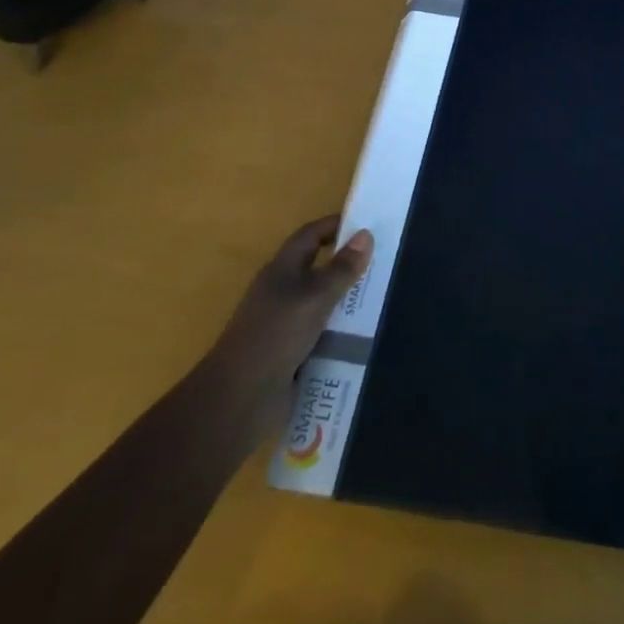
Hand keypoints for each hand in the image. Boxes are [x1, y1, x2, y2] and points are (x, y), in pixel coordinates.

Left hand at [204, 216, 372, 445]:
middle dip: (348, 264)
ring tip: (385, 298)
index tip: (368, 224)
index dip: (335, 225)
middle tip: (385, 262)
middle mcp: (282, 292)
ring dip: (348, 301)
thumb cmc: (275, 336)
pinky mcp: (291, 353)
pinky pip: (323, 334)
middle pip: (318, 269)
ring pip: (323, 303)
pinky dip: (342, 332)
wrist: (238, 399)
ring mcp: (285, 325)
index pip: (310, 235)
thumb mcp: (314, 298)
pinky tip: (367, 336)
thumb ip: (341, 269)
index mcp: (281, 270)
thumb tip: (366, 234)